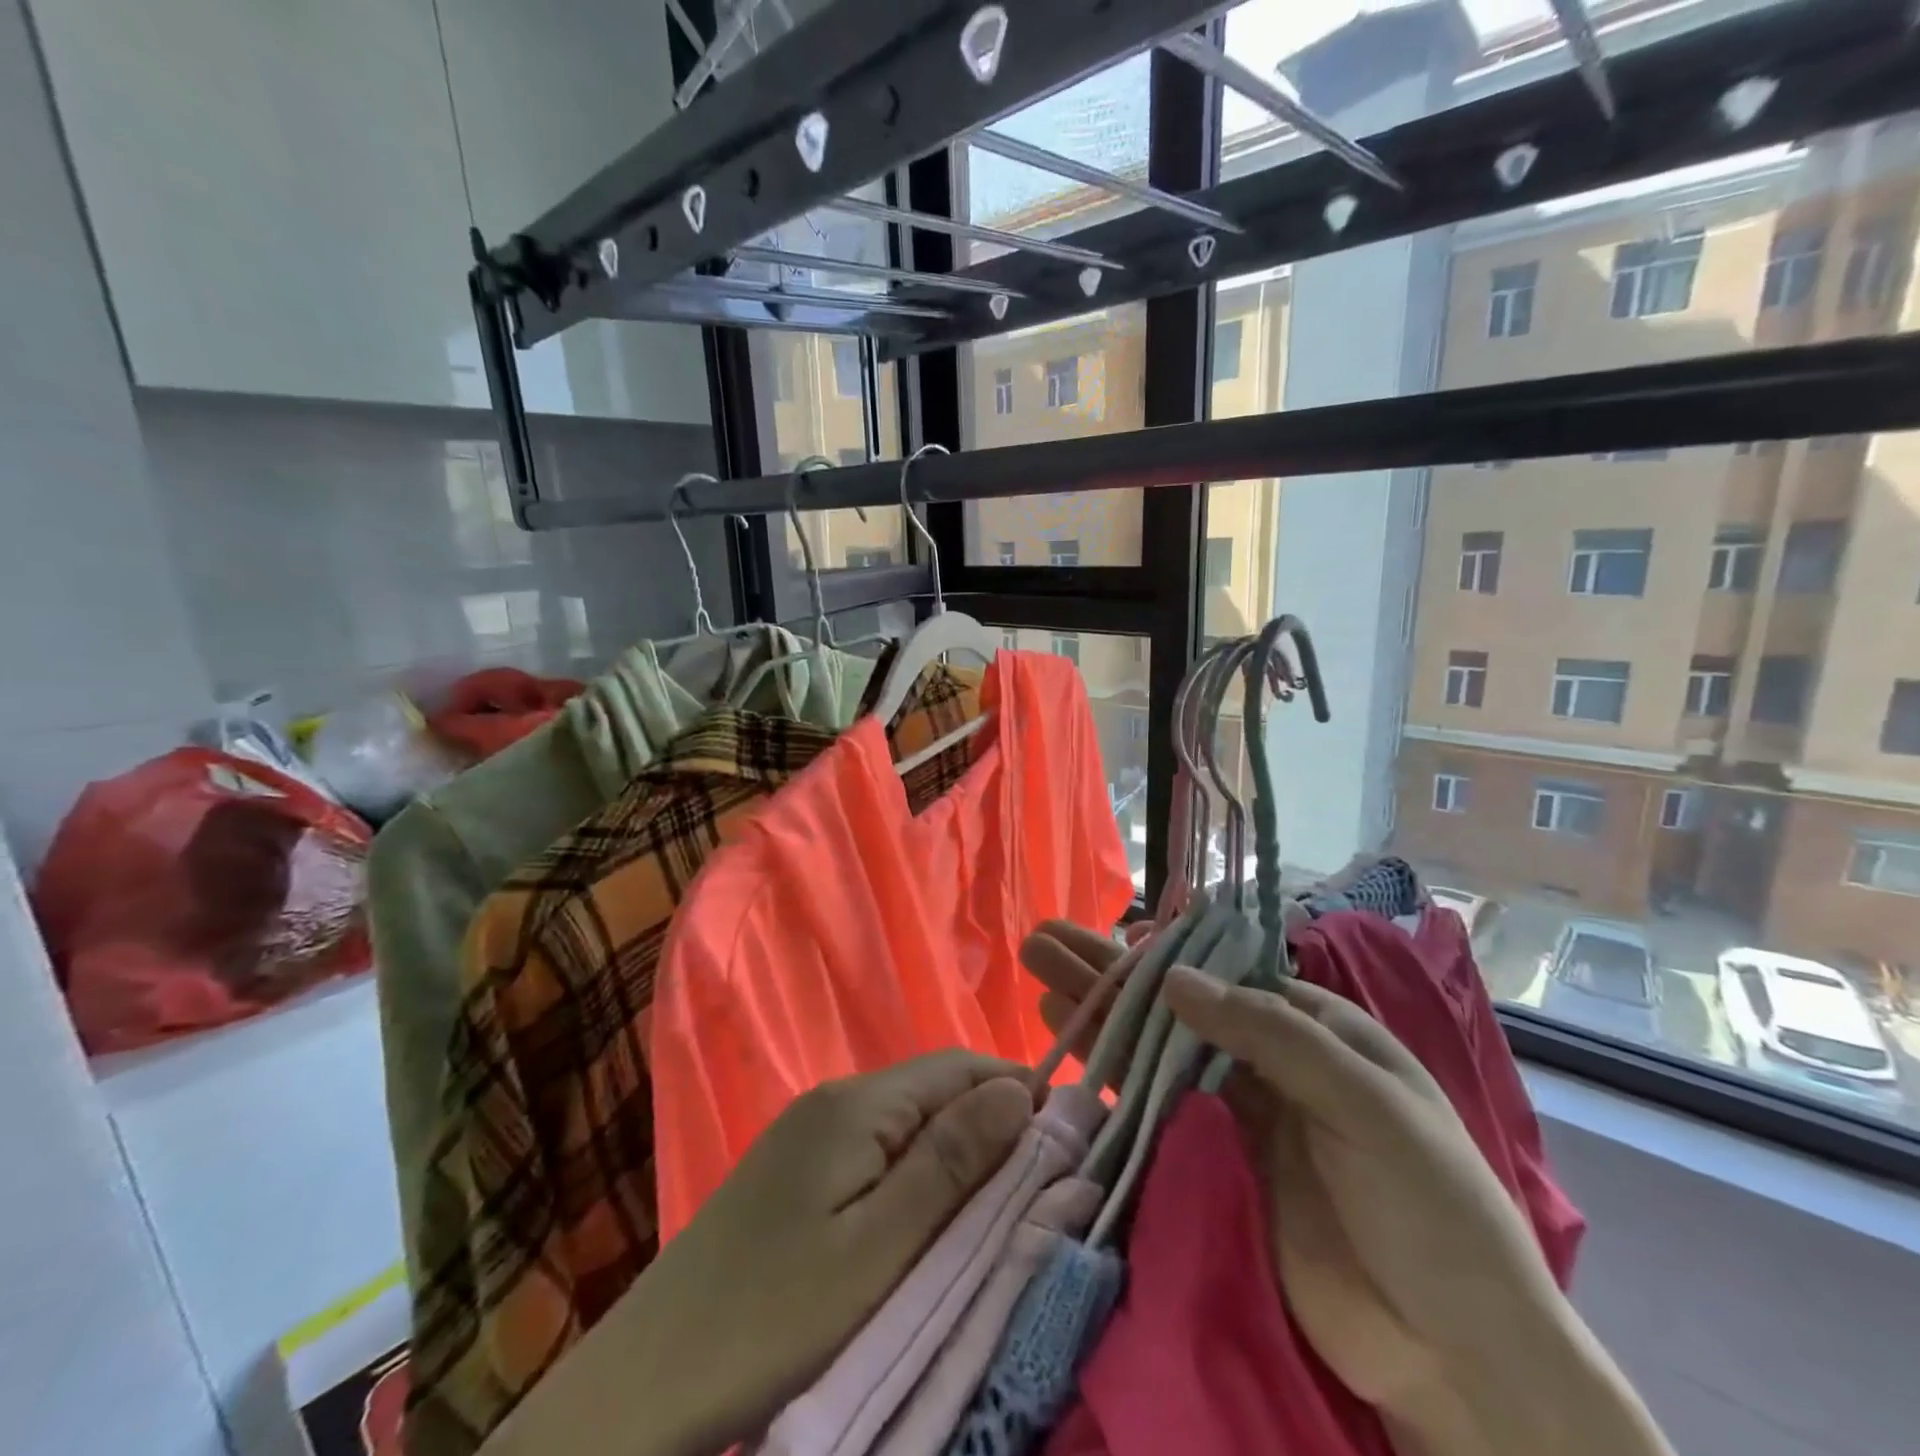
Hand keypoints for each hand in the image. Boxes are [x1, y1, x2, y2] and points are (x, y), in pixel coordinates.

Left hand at [489, 1052, 1032, 1455]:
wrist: (647, 1380)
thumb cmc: (776, 1318)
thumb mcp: (881, 1247)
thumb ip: (951, 1162)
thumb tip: (1017, 1091)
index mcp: (857, 1104)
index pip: (958, 1068)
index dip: (1015, 1091)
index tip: (1064, 1137)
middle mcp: (833, 1099)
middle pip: (932, 1090)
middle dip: (989, 1124)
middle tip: (1035, 1185)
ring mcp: (808, 1132)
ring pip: (905, 1121)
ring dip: (954, 1151)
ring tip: (991, 1206)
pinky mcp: (793, 1170)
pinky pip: (874, 1149)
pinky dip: (914, 1172)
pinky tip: (924, 1214)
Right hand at [1022, 923, 1669, 1455]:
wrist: (1452, 1356)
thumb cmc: (1430, 1208)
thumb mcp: (1368, 1104)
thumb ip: (1272, 1034)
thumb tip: (1173, 979)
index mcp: (1309, 1029)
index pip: (1220, 975)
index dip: (1160, 955)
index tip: (1105, 941)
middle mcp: (1261, 1060)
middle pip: (1170, 1005)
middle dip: (1106, 971)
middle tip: (1042, 940)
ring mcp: (1228, 1113)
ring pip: (1148, 1049)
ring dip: (1094, 1012)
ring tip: (1036, 977)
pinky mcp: (1205, 1164)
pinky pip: (1146, 1108)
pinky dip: (1104, 1077)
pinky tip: (1062, 1049)